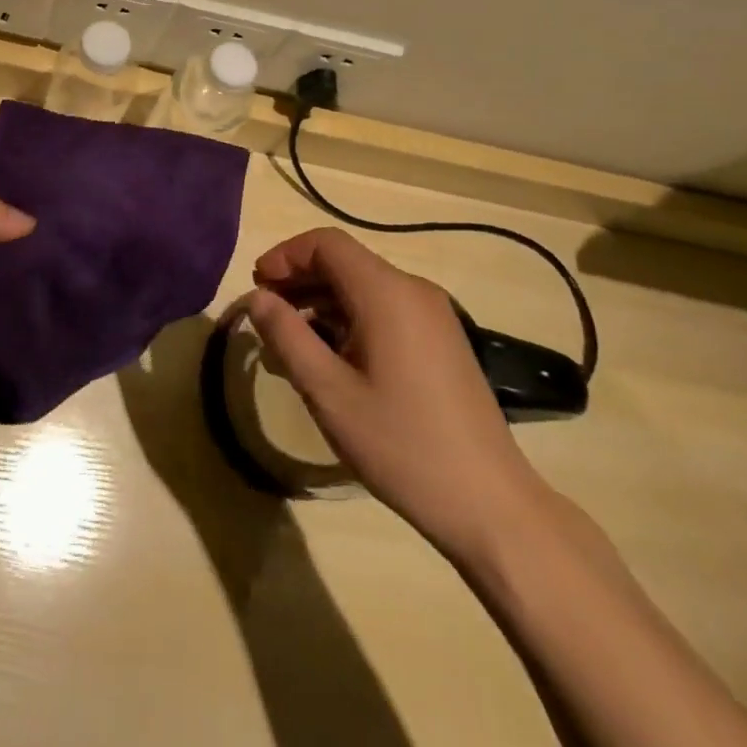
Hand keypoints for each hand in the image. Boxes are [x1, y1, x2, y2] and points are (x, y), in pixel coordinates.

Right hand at [246, 228, 544, 557]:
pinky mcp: (441, 339)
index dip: (286, 255)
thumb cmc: (401, 444)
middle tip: (266, 314)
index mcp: (386, 292)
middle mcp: (413, 290)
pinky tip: (331, 357)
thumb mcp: (329, 392)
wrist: (489, 503)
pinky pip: (384, 309)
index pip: (326, 243)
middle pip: (345, 262)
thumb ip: (287, 336)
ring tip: (290, 341)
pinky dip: (349, 318)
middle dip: (299, 280)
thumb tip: (257, 297)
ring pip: (364, 287)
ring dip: (322, 302)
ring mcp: (433, 314)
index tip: (256, 285)